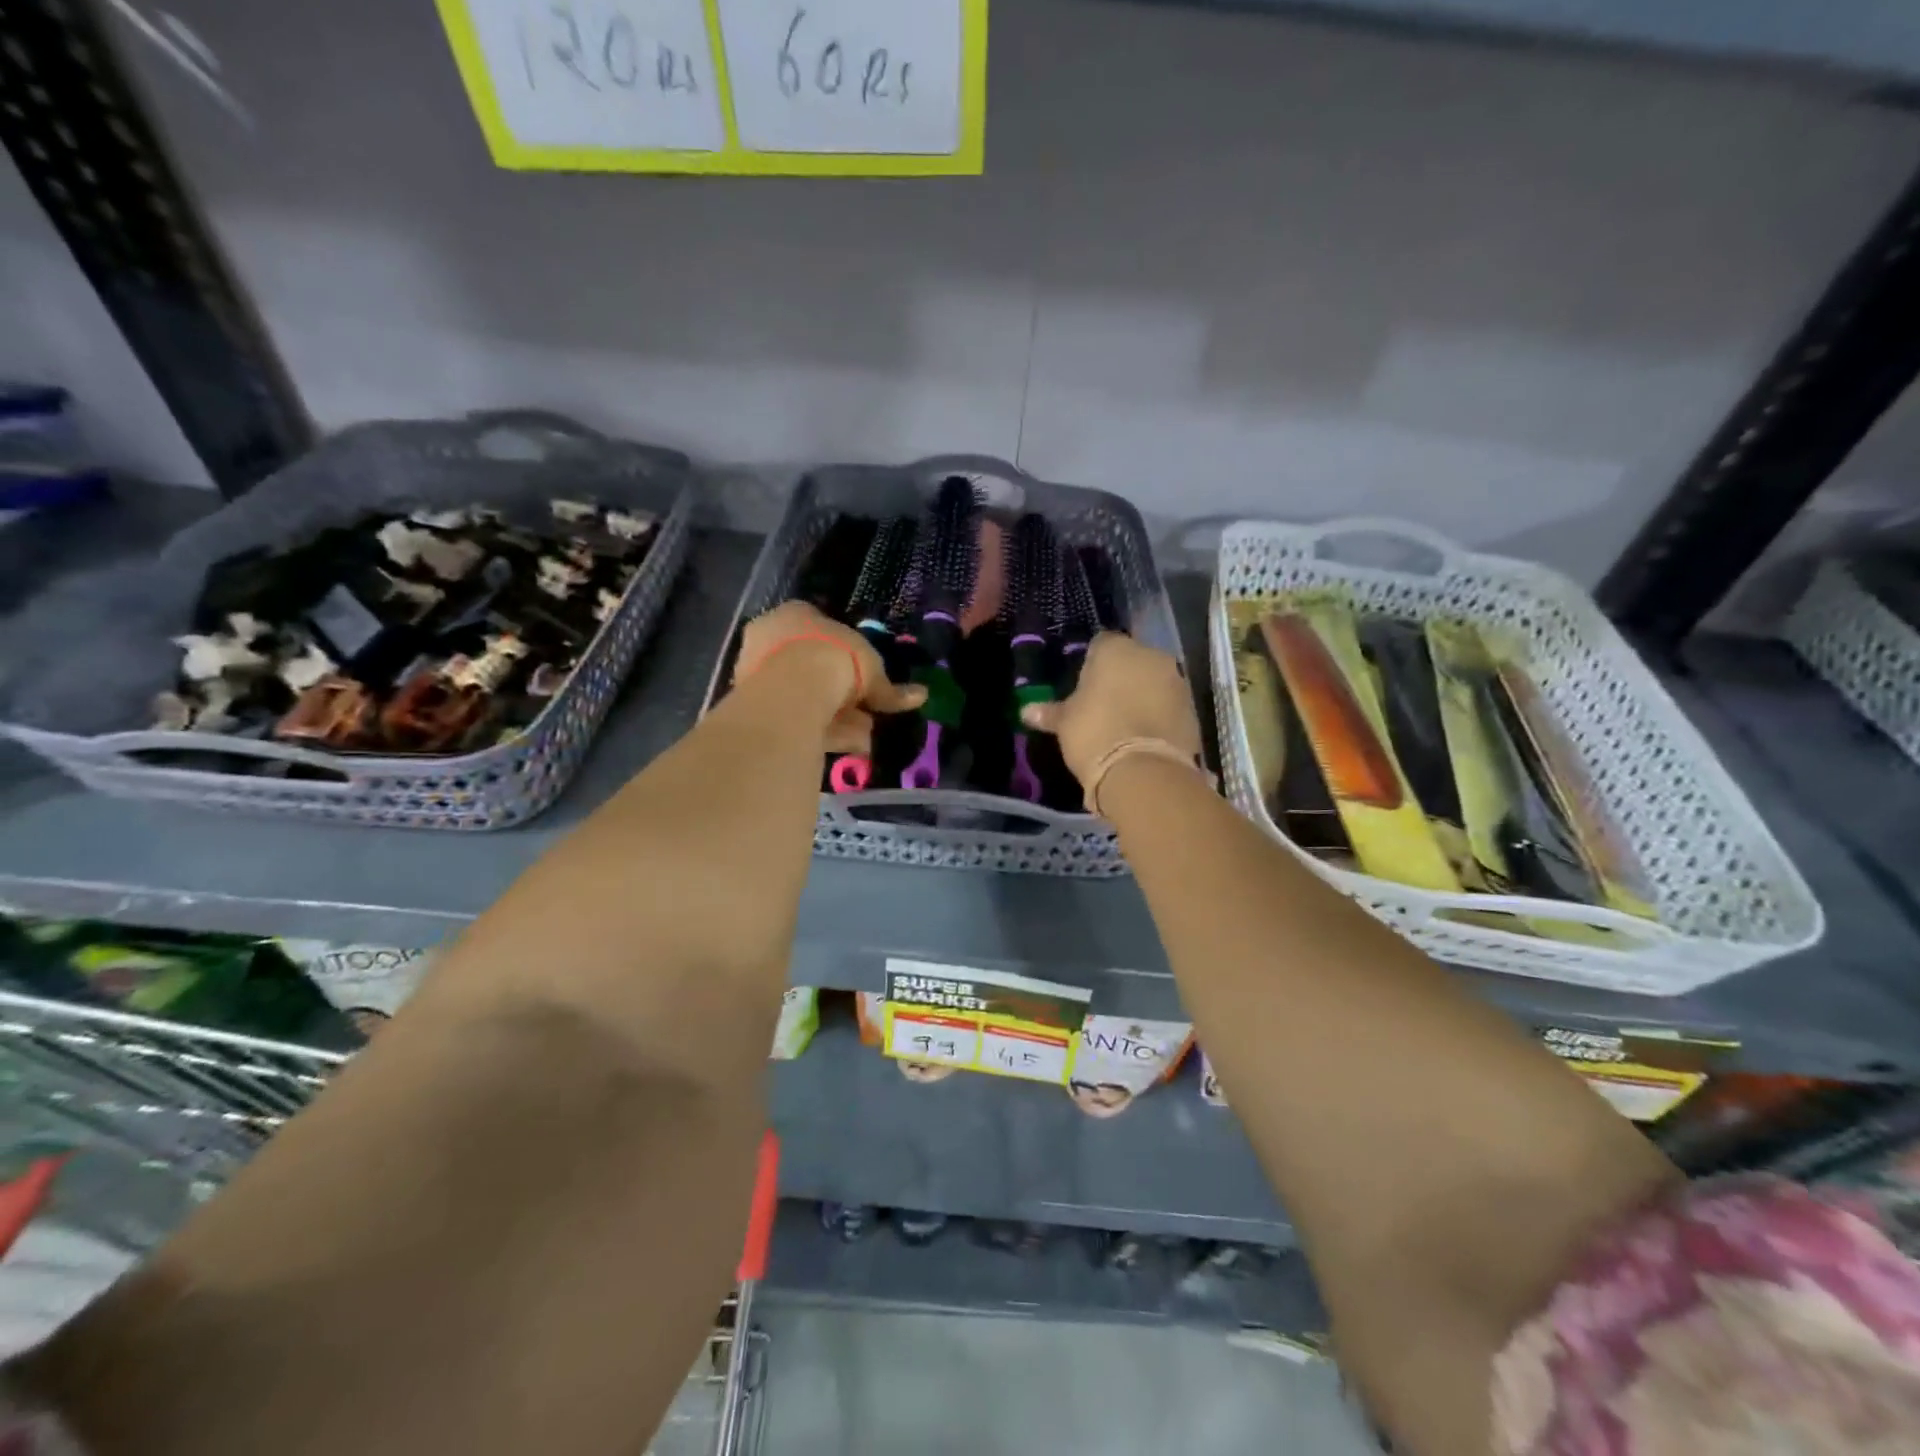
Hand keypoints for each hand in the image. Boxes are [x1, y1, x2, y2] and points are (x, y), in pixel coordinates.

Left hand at [734, 601, 925, 754]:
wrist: (794, 688)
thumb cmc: (835, 659)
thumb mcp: (872, 671)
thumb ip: (891, 689)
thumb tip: (921, 695)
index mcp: (795, 613)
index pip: (820, 628)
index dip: (844, 653)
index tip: (862, 675)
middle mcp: (770, 637)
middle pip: (809, 664)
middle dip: (837, 689)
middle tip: (864, 710)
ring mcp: (756, 671)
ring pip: (800, 694)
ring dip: (832, 714)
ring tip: (863, 735)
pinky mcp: (752, 705)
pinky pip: (794, 717)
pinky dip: (820, 730)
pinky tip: (845, 745)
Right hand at [1021, 633, 1201, 787]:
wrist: (1143, 772)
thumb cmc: (1094, 734)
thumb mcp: (1065, 723)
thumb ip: (1050, 712)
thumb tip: (1026, 710)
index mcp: (1116, 650)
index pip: (1101, 644)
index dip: (1091, 664)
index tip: (1084, 686)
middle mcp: (1151, 656)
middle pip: (1133, 661)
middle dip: (1121, 677)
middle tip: (1104, 704)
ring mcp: (1177, 682)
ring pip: (1154, 682)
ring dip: (1143, 695)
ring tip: (1126, 723)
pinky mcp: (1193, 710)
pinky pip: (1169, 705)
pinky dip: (1159, 715)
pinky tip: (1145, 737)